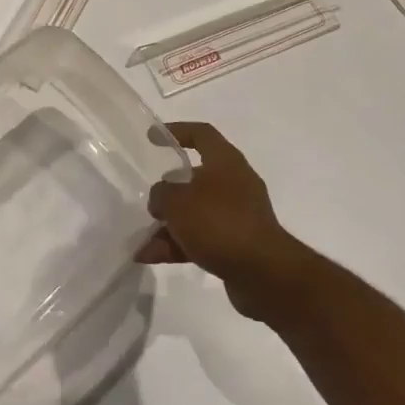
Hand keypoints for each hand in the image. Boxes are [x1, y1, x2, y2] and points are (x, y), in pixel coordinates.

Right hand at [136, 122, 312, 320]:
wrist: (263, 273)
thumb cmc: (219, 222)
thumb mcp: (178, 202)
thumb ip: (162, 194)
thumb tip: (161, 198)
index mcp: (226, 162)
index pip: (201, 134)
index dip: (176, 131)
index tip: (152, 138)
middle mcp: (234, 183)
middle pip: (195, 177)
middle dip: (168, 191)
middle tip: (150, 202)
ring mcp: (236, 215)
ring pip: (195, 212)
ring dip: (169, 225)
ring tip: (141, 240)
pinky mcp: (235, 244)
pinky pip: (200, 238)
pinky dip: (177, 245)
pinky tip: (149, 257)